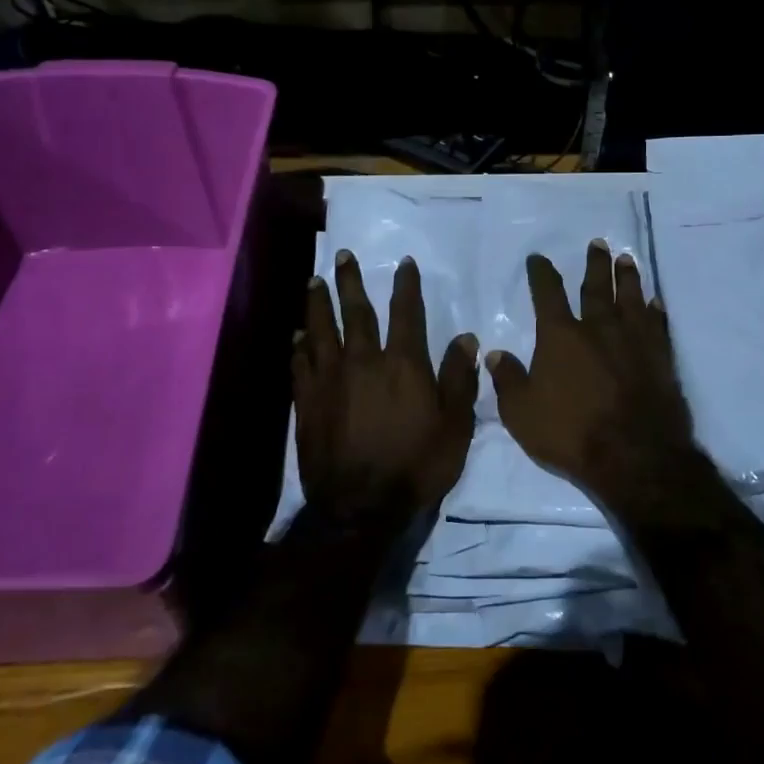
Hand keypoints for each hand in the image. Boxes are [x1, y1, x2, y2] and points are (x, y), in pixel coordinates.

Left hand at [293, 249, 479, 524]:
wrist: (360, 506)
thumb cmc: (416, 466)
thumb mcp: (454, 426)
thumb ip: (459, 379)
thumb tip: (466, 338)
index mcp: (403, 364)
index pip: (406, 312)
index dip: (406, 285)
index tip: (404, 262)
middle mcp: (364, 361)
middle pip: (356, 312)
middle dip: (351, 281)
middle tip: (344, 256)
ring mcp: (331, 380)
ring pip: (321, 331)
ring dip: (318, 304)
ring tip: (314, 283)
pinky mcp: (308, 401)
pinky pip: (301, 364)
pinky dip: (299, 346)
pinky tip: (296, 336)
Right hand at [487, 242, 718, 520]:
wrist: (635, 456)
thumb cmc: (570, 433)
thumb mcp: (521, 413)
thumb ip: (507, 380)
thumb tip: (493, 353)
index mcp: (561, 336)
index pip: (548, 294)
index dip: (541, 273)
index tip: (538, 258)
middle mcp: (599, 328)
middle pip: (596, 287)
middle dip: (595, 264)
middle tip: (598, 243)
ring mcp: (634, 341)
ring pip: (631, 299)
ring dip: (628, 278)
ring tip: (627, 259)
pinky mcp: (661, 358)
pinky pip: (658, 325)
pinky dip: (655, 311)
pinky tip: (655, 302)